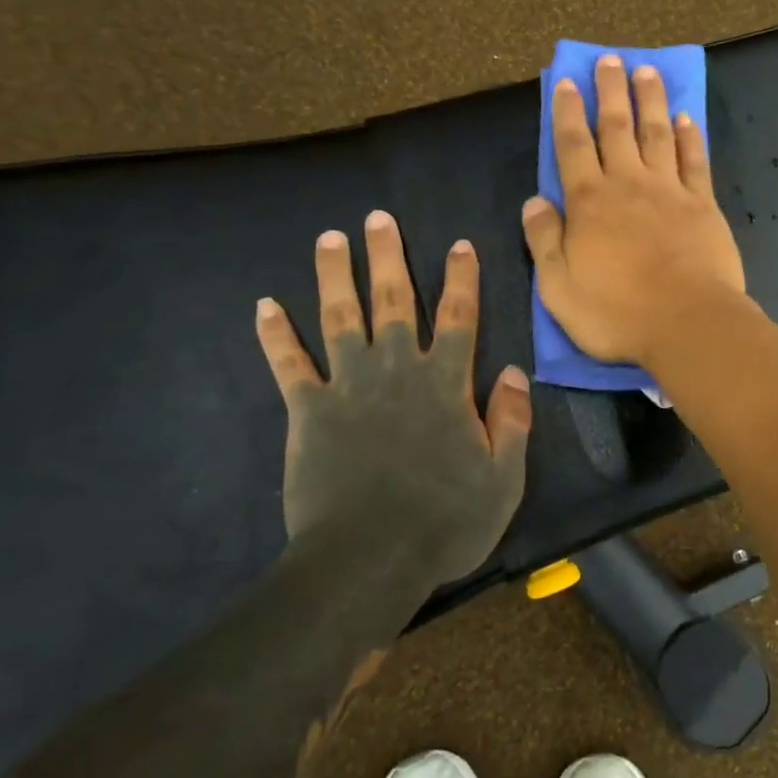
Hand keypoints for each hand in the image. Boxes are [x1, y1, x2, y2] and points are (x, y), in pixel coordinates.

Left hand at [254, 210, 531, 589]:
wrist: (369, 560)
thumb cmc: (444, 521)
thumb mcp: (502, 477)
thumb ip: (510, 420)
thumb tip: (514, 371)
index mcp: (445, 384)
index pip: (457, 318)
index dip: (461, 279)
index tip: (459, 244)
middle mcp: (396, 371)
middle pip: (392, 302)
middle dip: (387, 257)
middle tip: (378, 217)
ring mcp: (348, 387)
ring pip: (339, 318)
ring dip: (333, 275)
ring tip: (329, 238)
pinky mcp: (308, 411)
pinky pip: (289, 365)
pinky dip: (275, 335)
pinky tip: (263, 306)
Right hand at [522, 54, 747, 370]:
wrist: (687, 323)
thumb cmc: (616, 312)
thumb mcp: (558, 287)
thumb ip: (543, 240)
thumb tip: (534, 201)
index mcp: (588, 202)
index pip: (572, 145)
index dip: (567, 111)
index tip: (565, 81)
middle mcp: (627, 184)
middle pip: (616, 127)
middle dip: (610, 91)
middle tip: (609, 59)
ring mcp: (669, 191)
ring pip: (656, 134)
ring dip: (650, 101)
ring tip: (646, 71)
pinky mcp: (703, 205)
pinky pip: (694, 161)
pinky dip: (689, 137)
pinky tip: (686, 118)